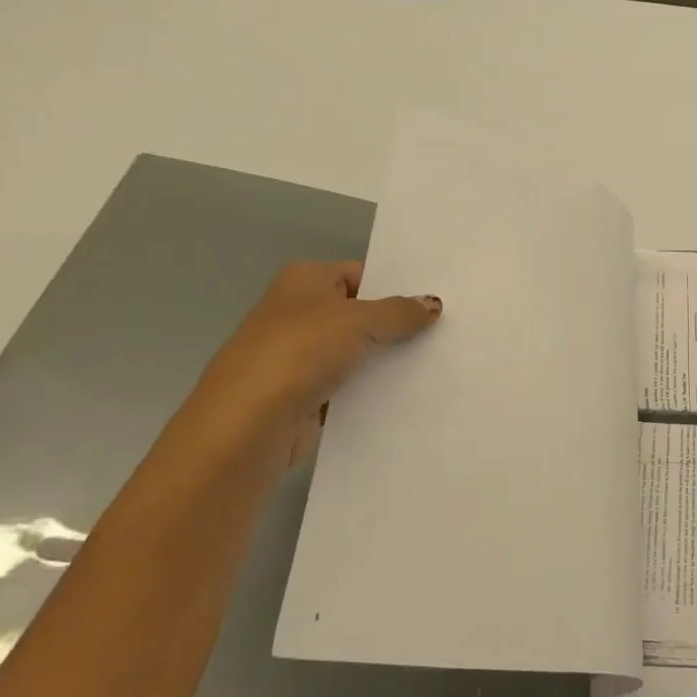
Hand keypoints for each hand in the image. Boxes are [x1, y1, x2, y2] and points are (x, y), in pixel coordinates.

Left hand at [191, 261, 440, 462]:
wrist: (249, 422)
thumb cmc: (301, 352)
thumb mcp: (360, 321)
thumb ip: (400, 312)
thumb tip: (433, 304)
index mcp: (305, 280)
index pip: (361, 274)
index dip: (397, 286)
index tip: (437, 300)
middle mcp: (299, 312)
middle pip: (361, 313)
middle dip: (398, 323)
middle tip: (447, 329)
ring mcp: (300, 355)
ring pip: (358, 351)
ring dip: (388, 358)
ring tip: (438, 360)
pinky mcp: (305, 394)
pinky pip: (350, 384)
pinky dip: (373, 388)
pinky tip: (410, 392)